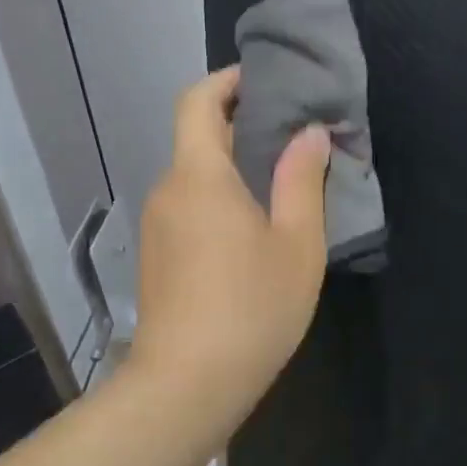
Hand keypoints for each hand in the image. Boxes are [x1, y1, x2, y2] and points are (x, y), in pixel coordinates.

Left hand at [133, 66, 331, 410]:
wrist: (185, 387)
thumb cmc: (250, 308)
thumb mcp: (296, 243)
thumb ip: (302, 180)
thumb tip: (309, 132)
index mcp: (199, 175)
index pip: (198, 101)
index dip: (228, 80)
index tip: (267, 78)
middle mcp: (169, 189)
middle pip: (199, 137)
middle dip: (243, 123)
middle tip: (295, 131)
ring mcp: (157, 224)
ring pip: (196, 175)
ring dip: (235, 165)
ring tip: (285, 178)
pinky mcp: (158, 255)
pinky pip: (190, 205)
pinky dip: (221, 196)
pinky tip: (256, 225)